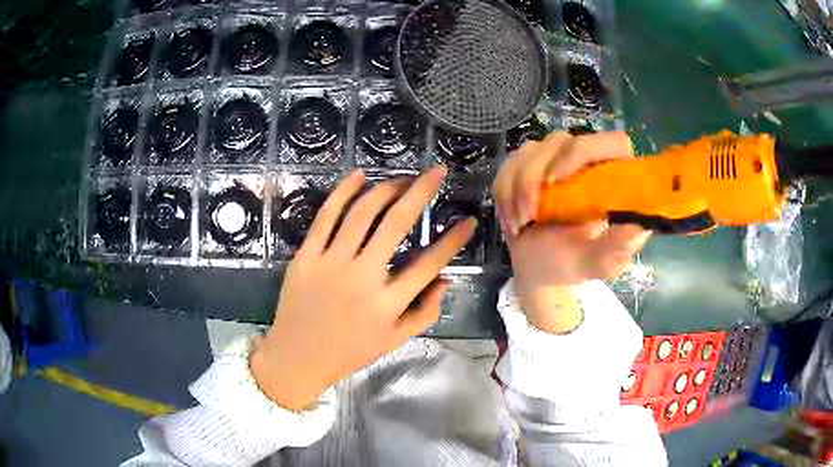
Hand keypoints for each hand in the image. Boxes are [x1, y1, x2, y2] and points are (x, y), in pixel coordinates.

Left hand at [251, 166, 476, 410]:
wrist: (297, 358)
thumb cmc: (349, 352)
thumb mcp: (394, 341)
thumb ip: (425, 313)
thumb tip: (445, 279)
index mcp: (387, 305)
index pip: (429, 264)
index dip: (454, 240)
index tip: (469, 220)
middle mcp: (361, 278)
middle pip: (396, 224)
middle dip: (421, 191)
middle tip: (436, 172)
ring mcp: (330, 263)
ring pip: (362, 213)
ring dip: (386, 188)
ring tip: (403, 178)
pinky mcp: (306, 256)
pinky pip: (325, 216)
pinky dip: (343, 192)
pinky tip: (359, 175)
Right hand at [492, 131, 650, 332]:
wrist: (537, 268)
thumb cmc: (572, 264)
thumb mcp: (598, 264)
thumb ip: (616, 248)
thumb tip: (638, 226)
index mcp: (614, 178)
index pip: (612, 142)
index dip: (584, 151)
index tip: (558, 181)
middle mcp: (587, 160)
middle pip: (561, 140)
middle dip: (535, 176)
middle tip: (530, 213)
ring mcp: (555, 158)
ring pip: (531, 150)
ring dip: (518, 188)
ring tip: (521, 223)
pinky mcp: (528, 163)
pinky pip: (510, 163)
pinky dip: (505, 193)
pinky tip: (513, 219)